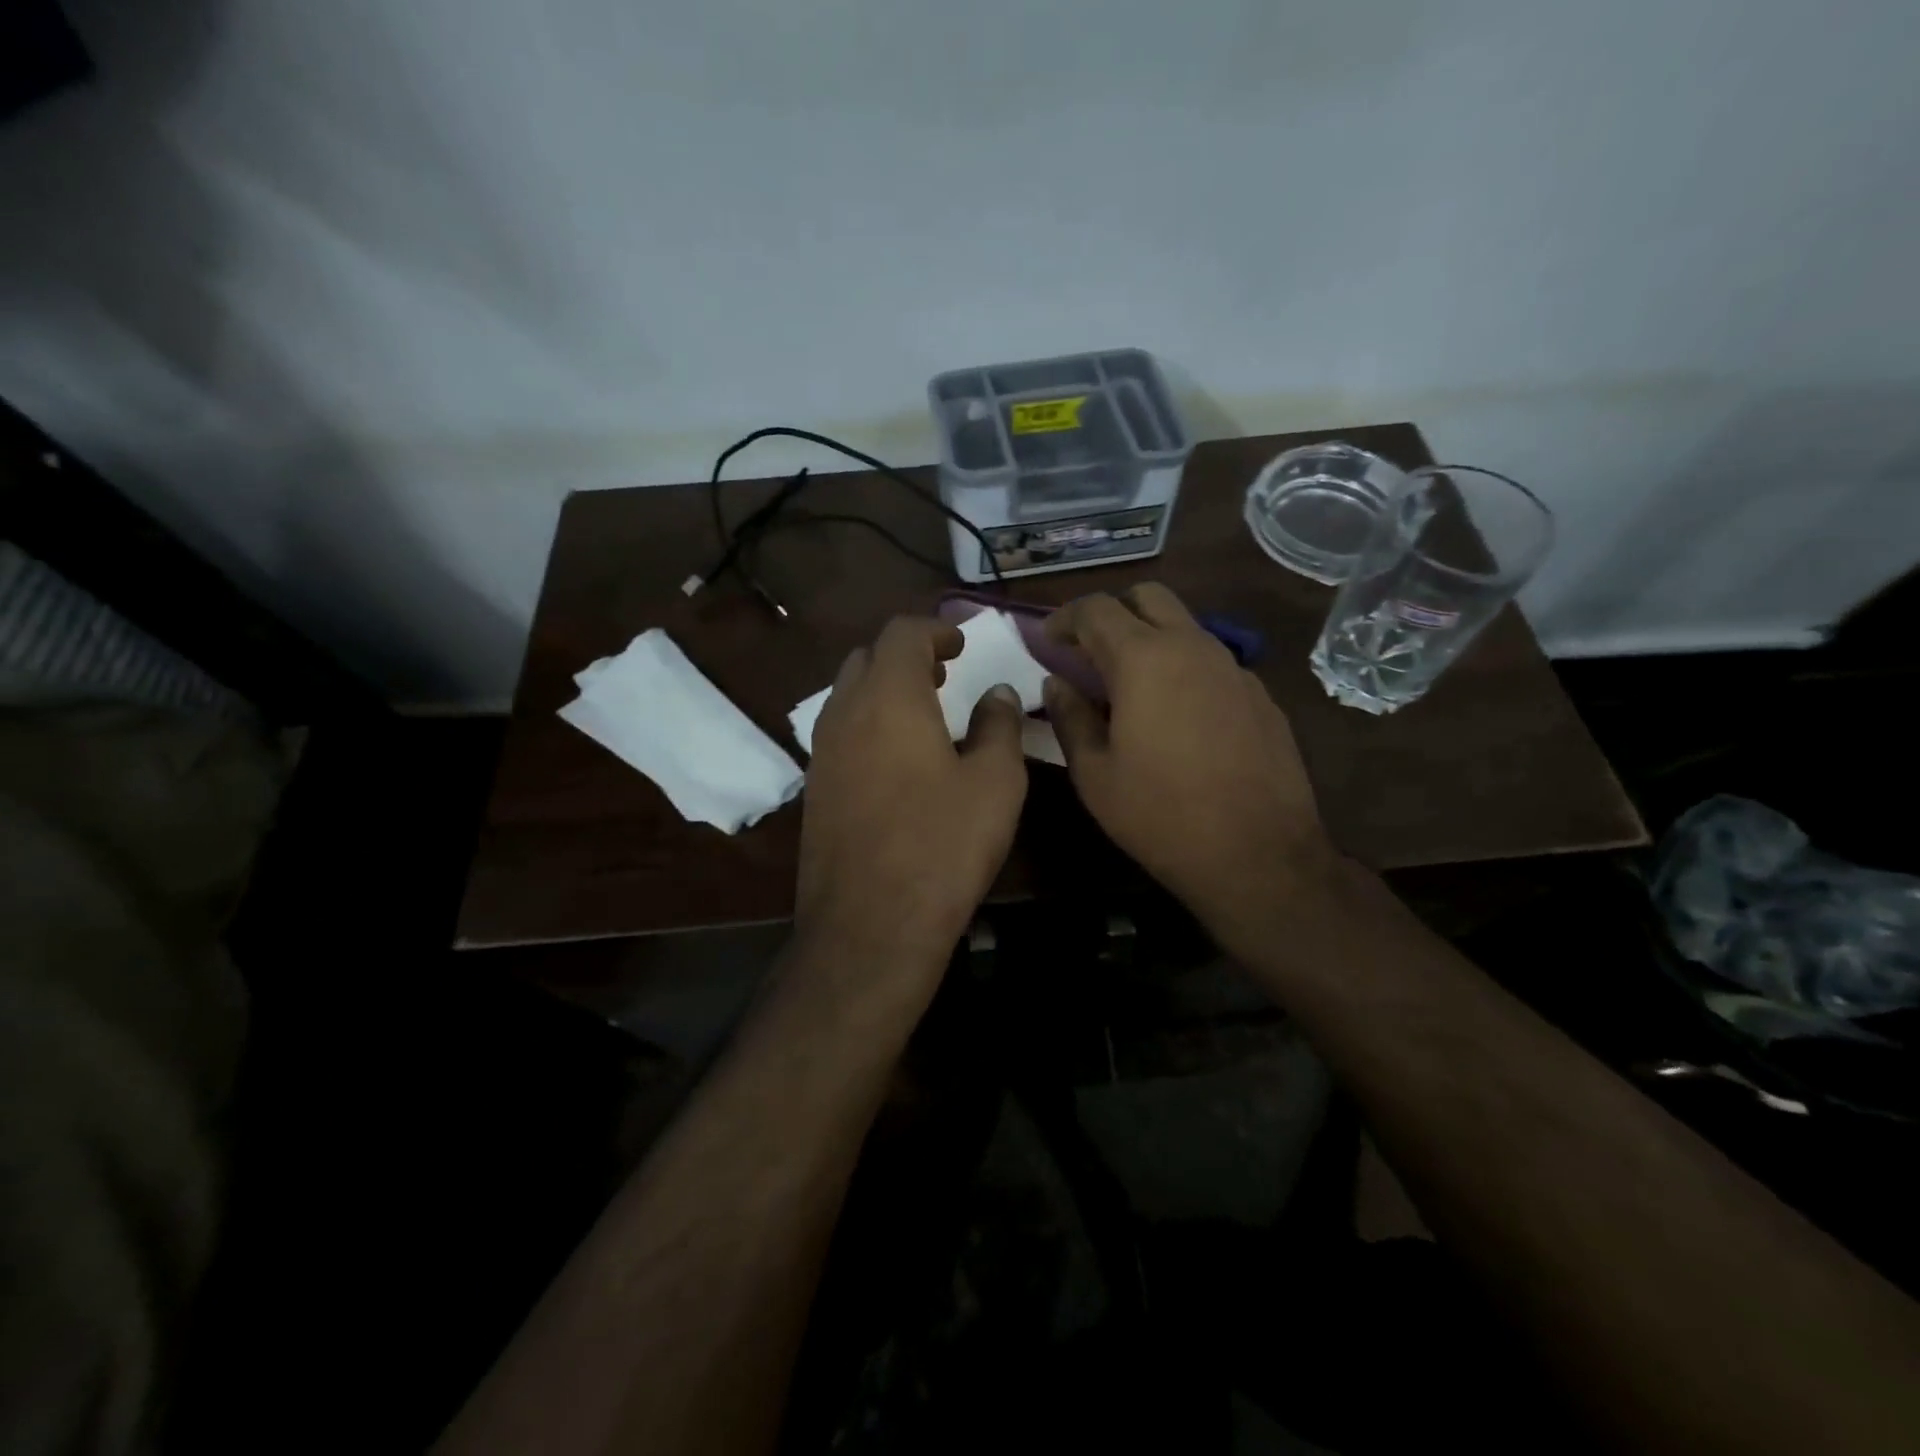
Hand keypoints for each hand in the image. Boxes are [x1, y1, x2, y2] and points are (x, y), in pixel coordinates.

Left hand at [796, 616, 1027, 985]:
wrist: (869, 926)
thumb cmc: (943, 847)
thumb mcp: (995, 783)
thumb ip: (998, 725)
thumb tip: (997, 692)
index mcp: (889, 699)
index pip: (901, 633)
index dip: (935, 629)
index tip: (961, 645)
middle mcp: (845, 714)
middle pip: (867, 658)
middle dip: (906, 655)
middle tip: (944, 675)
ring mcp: (821, 753)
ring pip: (848, 694)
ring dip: (884, 689)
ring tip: (924, 714)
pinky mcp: (815, 789)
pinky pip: (839, 732)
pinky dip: (868, 723)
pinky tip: (898, 759)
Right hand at [1043, 585, 1338, 940]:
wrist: (1258, 855)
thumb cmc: (1160, 814)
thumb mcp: (1095, 773)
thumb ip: (1070, 716)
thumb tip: (1056, 683)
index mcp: (1144, 659)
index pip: (1096, 608)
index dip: (1065, 618)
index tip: (1049, 640)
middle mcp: (1193, 647)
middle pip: (1148, 597)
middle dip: (1112, 613)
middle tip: (1090, 653)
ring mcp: (1234, 668)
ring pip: (1184, 627)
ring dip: (1150, 639)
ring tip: (1131, 688)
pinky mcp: (1260, 695)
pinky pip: (1212, 662)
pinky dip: (1183, 670)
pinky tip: (1178, 718)